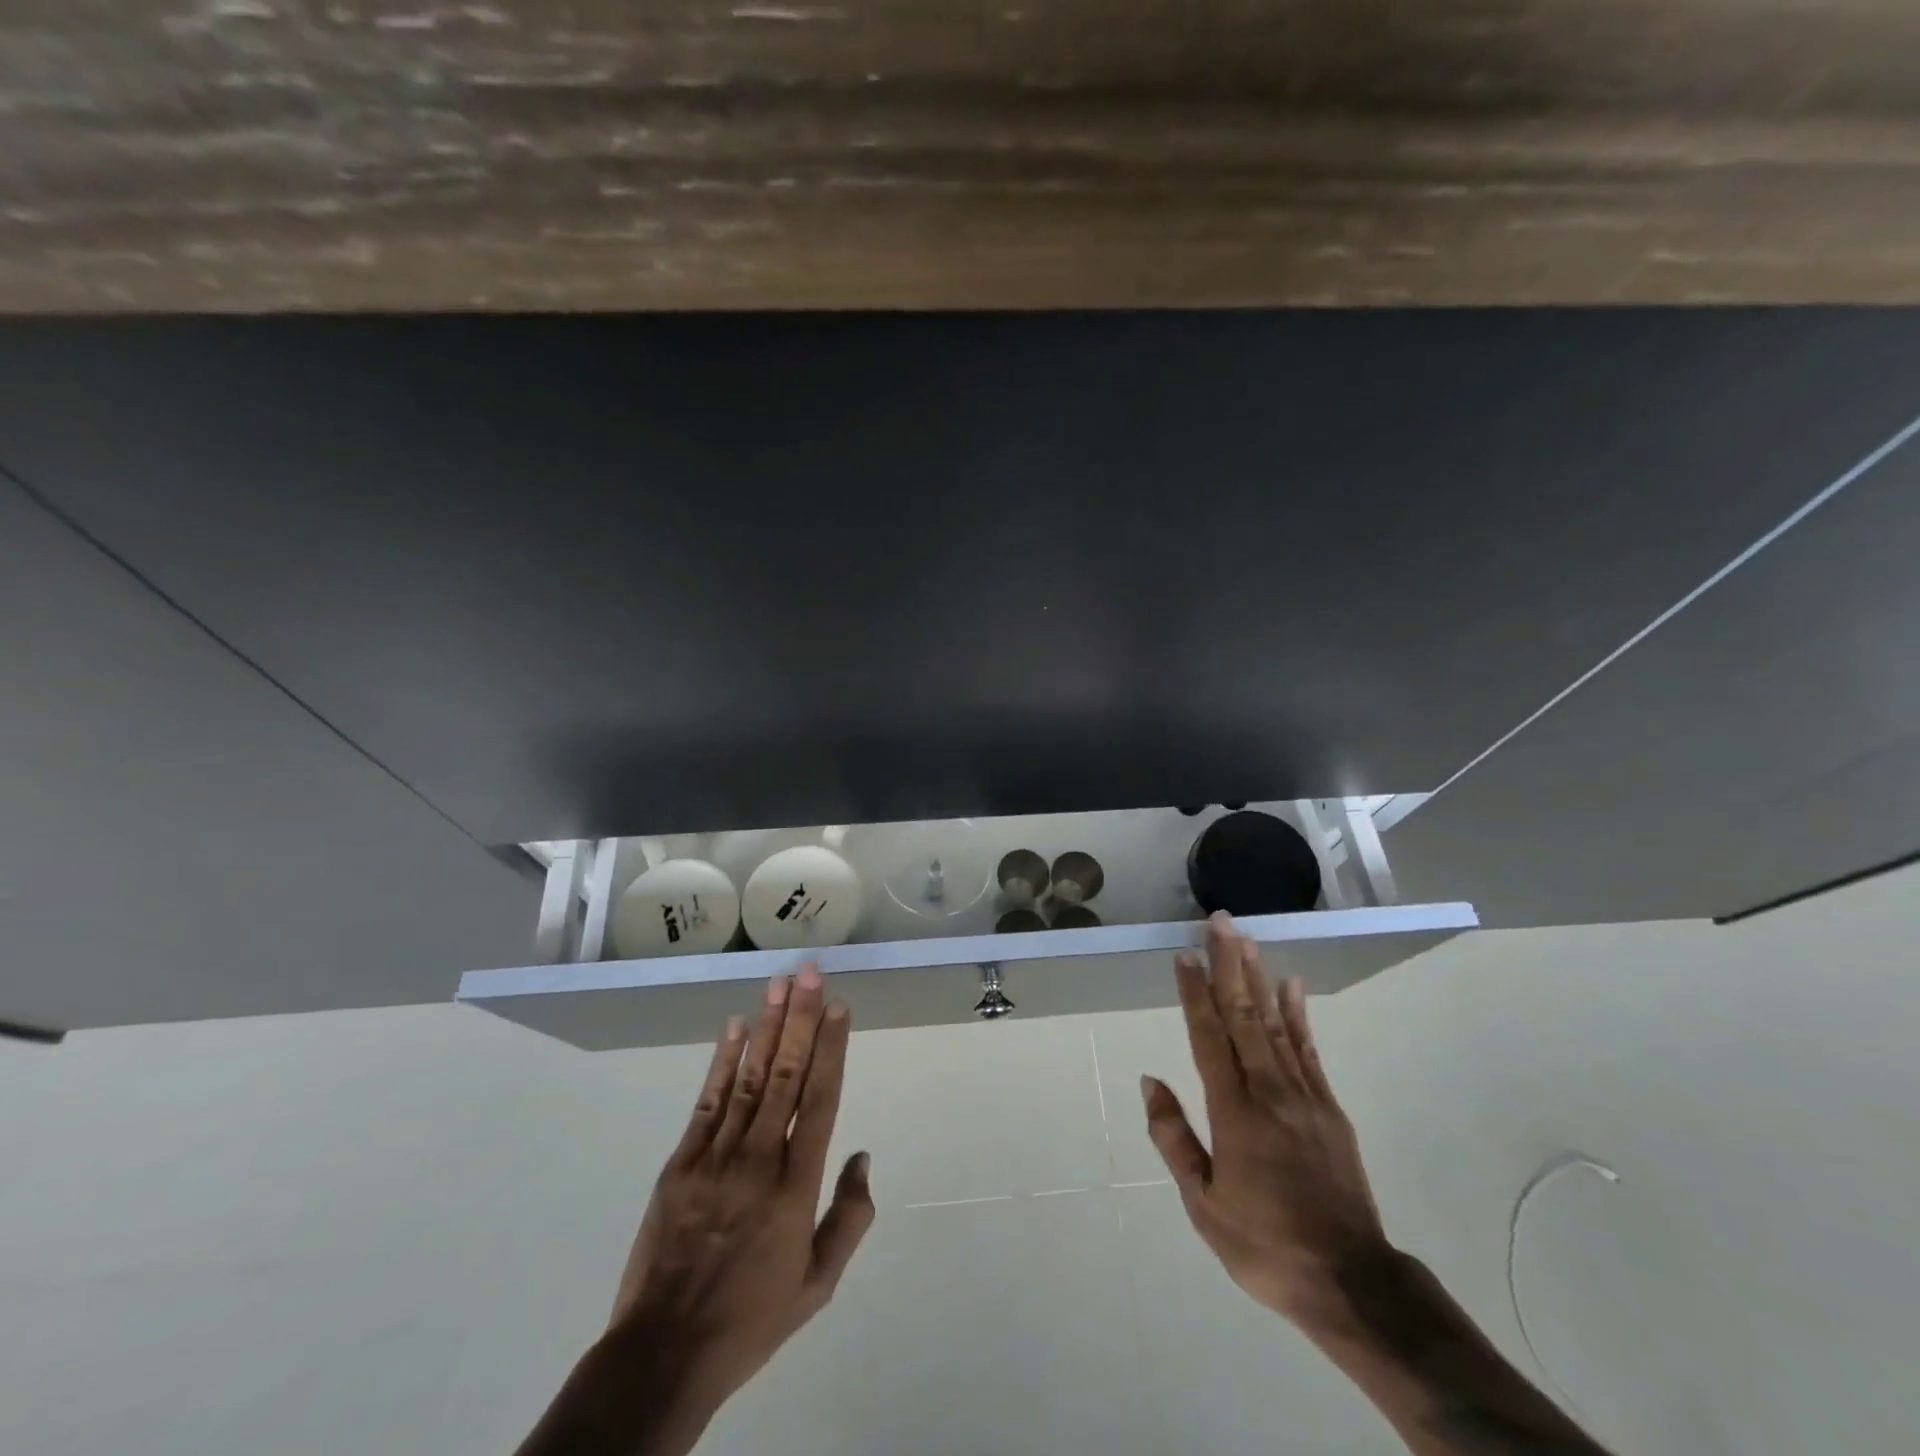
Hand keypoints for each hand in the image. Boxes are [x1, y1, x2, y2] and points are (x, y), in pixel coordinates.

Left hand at [518, 968, 873, 1455]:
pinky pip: (708, 1101)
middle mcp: (759, 1159)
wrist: (664, 1353)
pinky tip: (735, 1027)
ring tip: (778, 985)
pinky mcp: (681, 1162)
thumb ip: (848, 1218)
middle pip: (785, 1075)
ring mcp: (716, 1157)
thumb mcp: (818, 1285)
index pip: (820, 1100)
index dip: (830, 1049)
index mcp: (796, 1187)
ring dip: (766, 1027)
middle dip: (801, 1019)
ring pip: (749, 1078)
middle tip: (809, 974)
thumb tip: (863, 1158)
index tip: (839, 1007)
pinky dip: (723, 1061)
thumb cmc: (751, 1318)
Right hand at [1140, 913, 1389, 1324]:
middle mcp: (1269, 1091)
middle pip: (1243, 1015)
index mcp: (1234, 1112)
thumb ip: (1174, 1138)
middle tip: (1219, 922)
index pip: (1208, 1037)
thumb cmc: (1265, 1244)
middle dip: (1228, 964)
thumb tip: (1151, 1080)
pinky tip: (1291, 985)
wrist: (1350, 1282)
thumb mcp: (1203, 1204)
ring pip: (1274, 1023)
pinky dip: (1297, 1014)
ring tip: (1246, 939)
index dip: (1194, 992)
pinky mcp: (1329, 1108)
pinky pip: (1309, 1049)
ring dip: (1257, 977)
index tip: (1183, 954)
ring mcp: (1305, 1096)